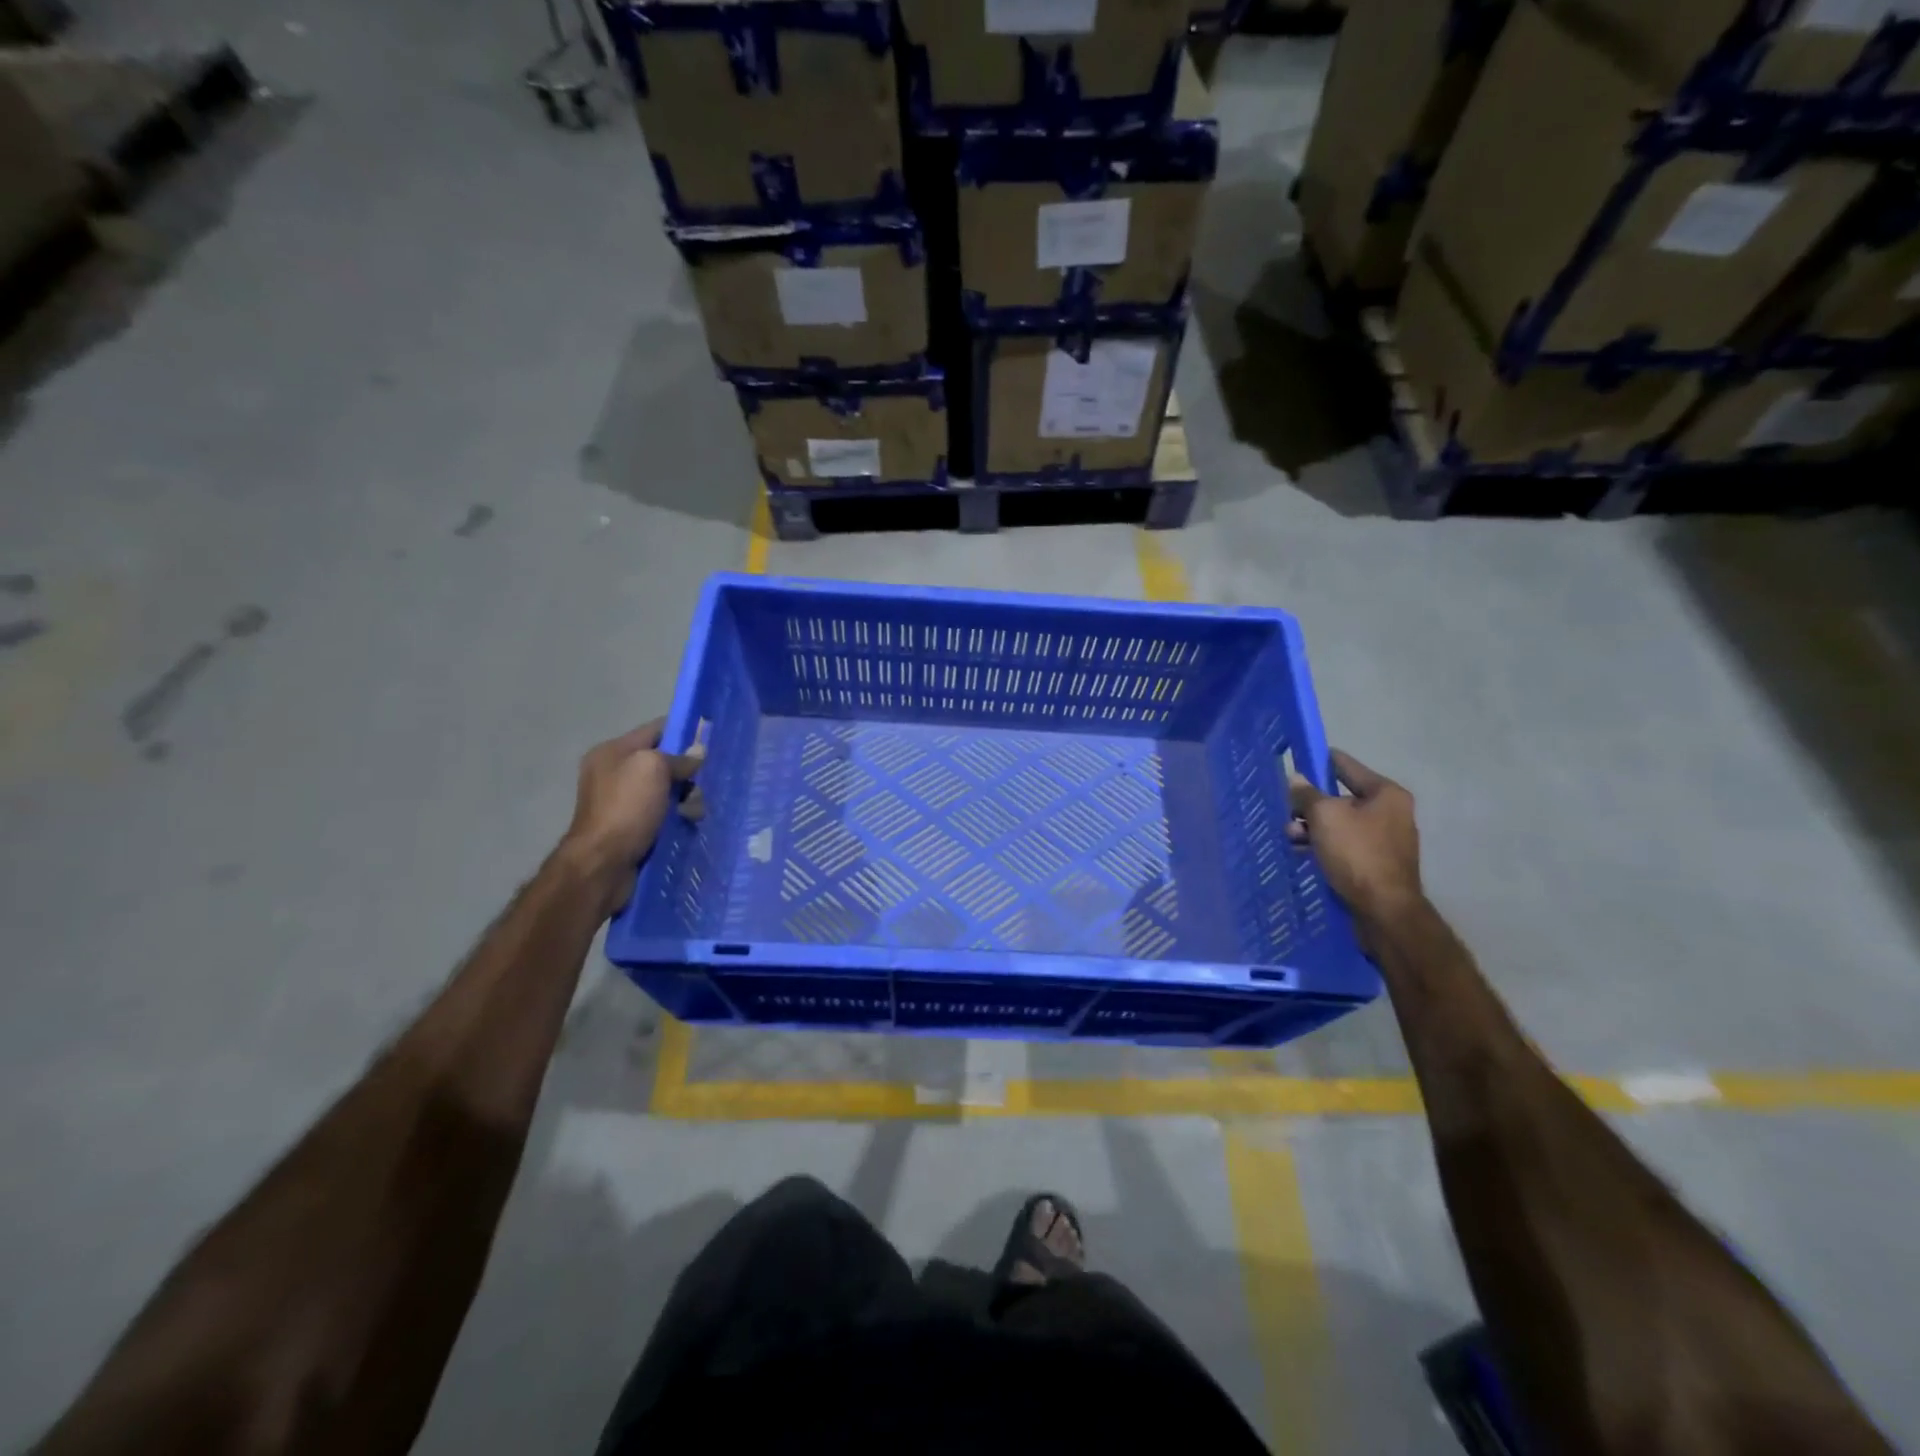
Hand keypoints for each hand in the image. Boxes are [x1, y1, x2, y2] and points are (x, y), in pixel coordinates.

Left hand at [559, 719, 700, 915]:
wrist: (602, 864)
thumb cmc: (626, 808)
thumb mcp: (653, 769)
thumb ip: (678, 757)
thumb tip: (697, 753)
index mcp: (613, 752)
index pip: (656, 730)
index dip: (684, 732)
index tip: (711, 740)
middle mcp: (614, 773)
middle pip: (664, 763)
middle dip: (687, 773)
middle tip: (699, 787)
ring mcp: (622, 802)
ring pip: (667, 791)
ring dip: (686, 799)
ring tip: (694, 813)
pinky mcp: (631, 827)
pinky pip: (662, 813)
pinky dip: (677, 817)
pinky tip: (688, 825)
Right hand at [1288, 750, 1424, 935]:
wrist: (1384, 910)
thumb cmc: (1356, 853)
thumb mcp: (1324, 817)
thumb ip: (1307, 795)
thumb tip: (1296, 779)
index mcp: (1385, 793)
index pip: (1346, 766)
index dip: (1319, 761)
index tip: (1296, 760)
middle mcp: (1390, 812)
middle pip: (1340, 797)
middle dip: (1310, 805)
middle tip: (1287, 812)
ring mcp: (1385, 840)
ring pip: (1340, 824)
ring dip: (1312, 828)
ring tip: (1290, 837)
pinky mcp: (1377, 864)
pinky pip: (1344, 845)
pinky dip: (1324, 846)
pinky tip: (1303, 852)